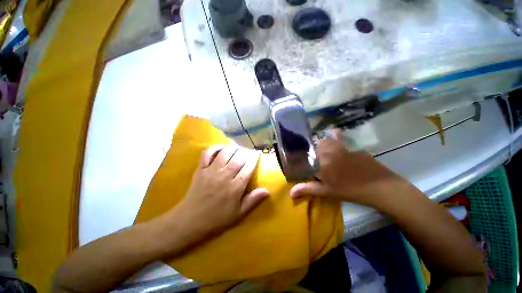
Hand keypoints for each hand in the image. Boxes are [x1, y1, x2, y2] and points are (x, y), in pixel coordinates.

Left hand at [164, 145, 269, 240]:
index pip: (248, 167)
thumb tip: (267, 190)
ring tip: (238, 148)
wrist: (190, 220)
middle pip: (239, 157)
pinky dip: (215, 147)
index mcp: (235, 187)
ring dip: (234, 148)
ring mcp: (211, 171)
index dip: (254, 158)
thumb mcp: (238, 214)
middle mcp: (224, 176)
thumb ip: (253, 200)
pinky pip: (207, 153)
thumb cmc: (217, 218)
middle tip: (249, 151)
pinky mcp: (201, 169)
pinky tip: (222, 148)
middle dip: (246, 151)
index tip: (257, 153)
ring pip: (225, 152)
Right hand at [290, 134, 407, 206]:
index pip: (307, 154)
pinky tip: (339, 149)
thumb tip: (290, 193)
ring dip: (324, 144)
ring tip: (325, 152)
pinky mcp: (353, 147)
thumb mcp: (327, 191)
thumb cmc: (350, 190)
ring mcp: (343, 147)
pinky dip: (337, 140)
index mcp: (321, 161)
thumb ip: (308, 189)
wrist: (381, 187)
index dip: (303, 157)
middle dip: (314, 150)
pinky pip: (341, 140)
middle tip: (316, 159)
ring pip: (328, 140)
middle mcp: (330, 151)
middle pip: (316, 145)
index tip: (303, 161)